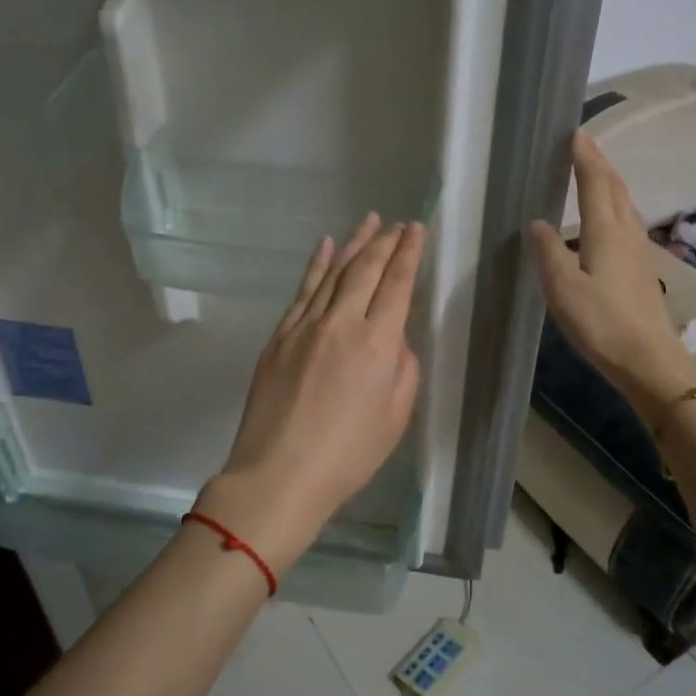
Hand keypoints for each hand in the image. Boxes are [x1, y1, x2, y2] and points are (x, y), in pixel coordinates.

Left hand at [199, 213, 424, 572]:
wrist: (279, 474)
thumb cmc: (347, 455)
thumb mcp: (395, 417)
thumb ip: (403, 369)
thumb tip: (393, 339)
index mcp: (377, 344)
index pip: (396, 285)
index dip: (408, 253)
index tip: (416, 229)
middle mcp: (341, 323)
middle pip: (365, 270)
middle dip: (384, 242)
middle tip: (397, 223)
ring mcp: (304, 326)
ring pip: (332, 273)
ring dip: (352, 244)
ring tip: (369, 221)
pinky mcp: (279, 337)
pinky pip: (302, 291)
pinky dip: (315, 266)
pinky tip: (325, 246)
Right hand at [527, 131, 695, 416]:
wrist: (649, 359)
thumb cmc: (602, 323)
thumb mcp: (563, 288)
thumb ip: (549, 252)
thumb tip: (537, 223)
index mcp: (605, 232)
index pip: (594, 183)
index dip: (585, 157)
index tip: (575, 132)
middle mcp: (626, 233)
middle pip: (615, 188)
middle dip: (599, 163)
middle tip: (583, 145)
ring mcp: (639, 251)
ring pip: (624, 204)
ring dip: (609, 183)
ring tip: (594, 174)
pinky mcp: (641, 269)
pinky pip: (627, 222)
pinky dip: (614, 206)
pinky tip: (607, 220)